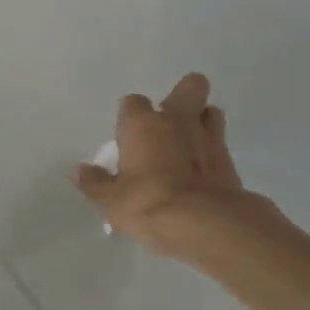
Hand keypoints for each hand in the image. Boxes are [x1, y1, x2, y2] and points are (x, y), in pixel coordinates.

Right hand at [74, 74, 257, 258]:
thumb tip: (79, 170)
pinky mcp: (231, 161)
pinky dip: (212, 153)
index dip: (130, 115)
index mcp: (142, 124)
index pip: (132, 102)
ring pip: (211, 111)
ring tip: (189, 143)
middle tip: (170, 121)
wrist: (205, 224)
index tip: (126, 134)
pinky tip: (203, 172)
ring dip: (202, 121)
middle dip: (183, 96)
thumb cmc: (147, 204)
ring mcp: (209, 137)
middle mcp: (177, 121)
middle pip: (190, 86)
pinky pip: (221, 145)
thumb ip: (95, 182)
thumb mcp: (110, 201)